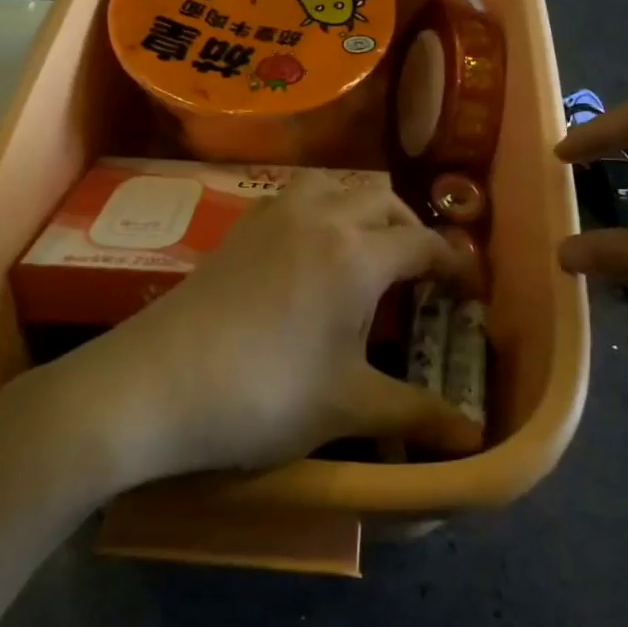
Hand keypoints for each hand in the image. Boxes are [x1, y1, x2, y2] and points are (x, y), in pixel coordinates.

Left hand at [75, 173, 483, 482]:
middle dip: (412, 232)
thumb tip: (473, 438)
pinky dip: (324, 211)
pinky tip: (313, 253)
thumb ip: (416, 414)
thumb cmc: (263, 395)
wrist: (154, 385)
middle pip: (384, 203)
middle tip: (420, 278)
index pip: (425, 245)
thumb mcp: (348, 407)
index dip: (457, 267)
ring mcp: (274, 214)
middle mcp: (320, 216)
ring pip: (338, 188)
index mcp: (357, 254)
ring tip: (369, 256)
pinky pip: (299, 197)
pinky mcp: (240, 225)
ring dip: (365, 212)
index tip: (471, 293)